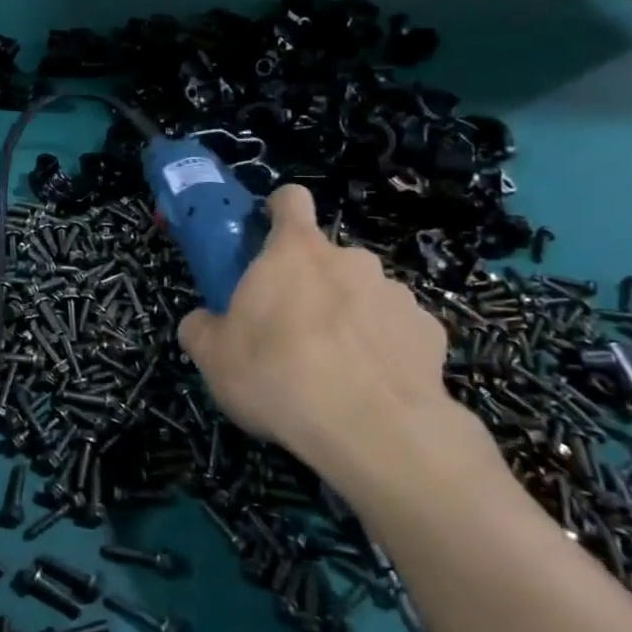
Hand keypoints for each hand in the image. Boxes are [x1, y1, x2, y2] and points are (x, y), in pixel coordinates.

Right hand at [177, 185, 467, 496]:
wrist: (374, 432)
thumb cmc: (278, 376)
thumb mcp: (213, 358)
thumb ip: (201, 329)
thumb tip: (201, 324)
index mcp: (295, 252)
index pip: (291, 200)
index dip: (279, 211)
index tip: (269, 235)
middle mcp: (350, 259)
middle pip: (327, 258)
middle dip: (312, 285)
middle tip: (292, 331)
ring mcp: (396, 294)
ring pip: (365, 295)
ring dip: (350, 318)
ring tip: (337, 370)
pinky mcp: (430, 333)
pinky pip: (399, 332)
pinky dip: (386, 350)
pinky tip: (374, 388)